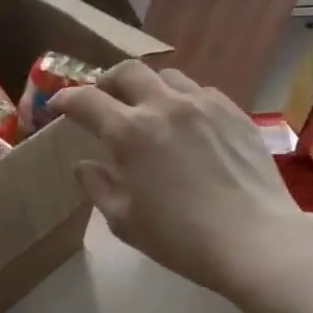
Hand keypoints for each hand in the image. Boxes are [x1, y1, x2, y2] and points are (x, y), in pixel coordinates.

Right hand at [51, 63, 309, 295]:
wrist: (254, 240)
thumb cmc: (180, 238)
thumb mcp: (124, 220)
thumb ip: (98, 186)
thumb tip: (84, 165)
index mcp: (130, 132)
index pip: (87, 100)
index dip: (66, 99)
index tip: (58, 105)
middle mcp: (165, 106)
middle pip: (127, 72)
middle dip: (107, 82)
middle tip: (103, 100)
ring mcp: (204, 104)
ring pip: (167, 76)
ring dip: (148, 88)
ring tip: (147, 110)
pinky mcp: (234, 112)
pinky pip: (200, 92)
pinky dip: (182, 100)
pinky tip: (186, 124)